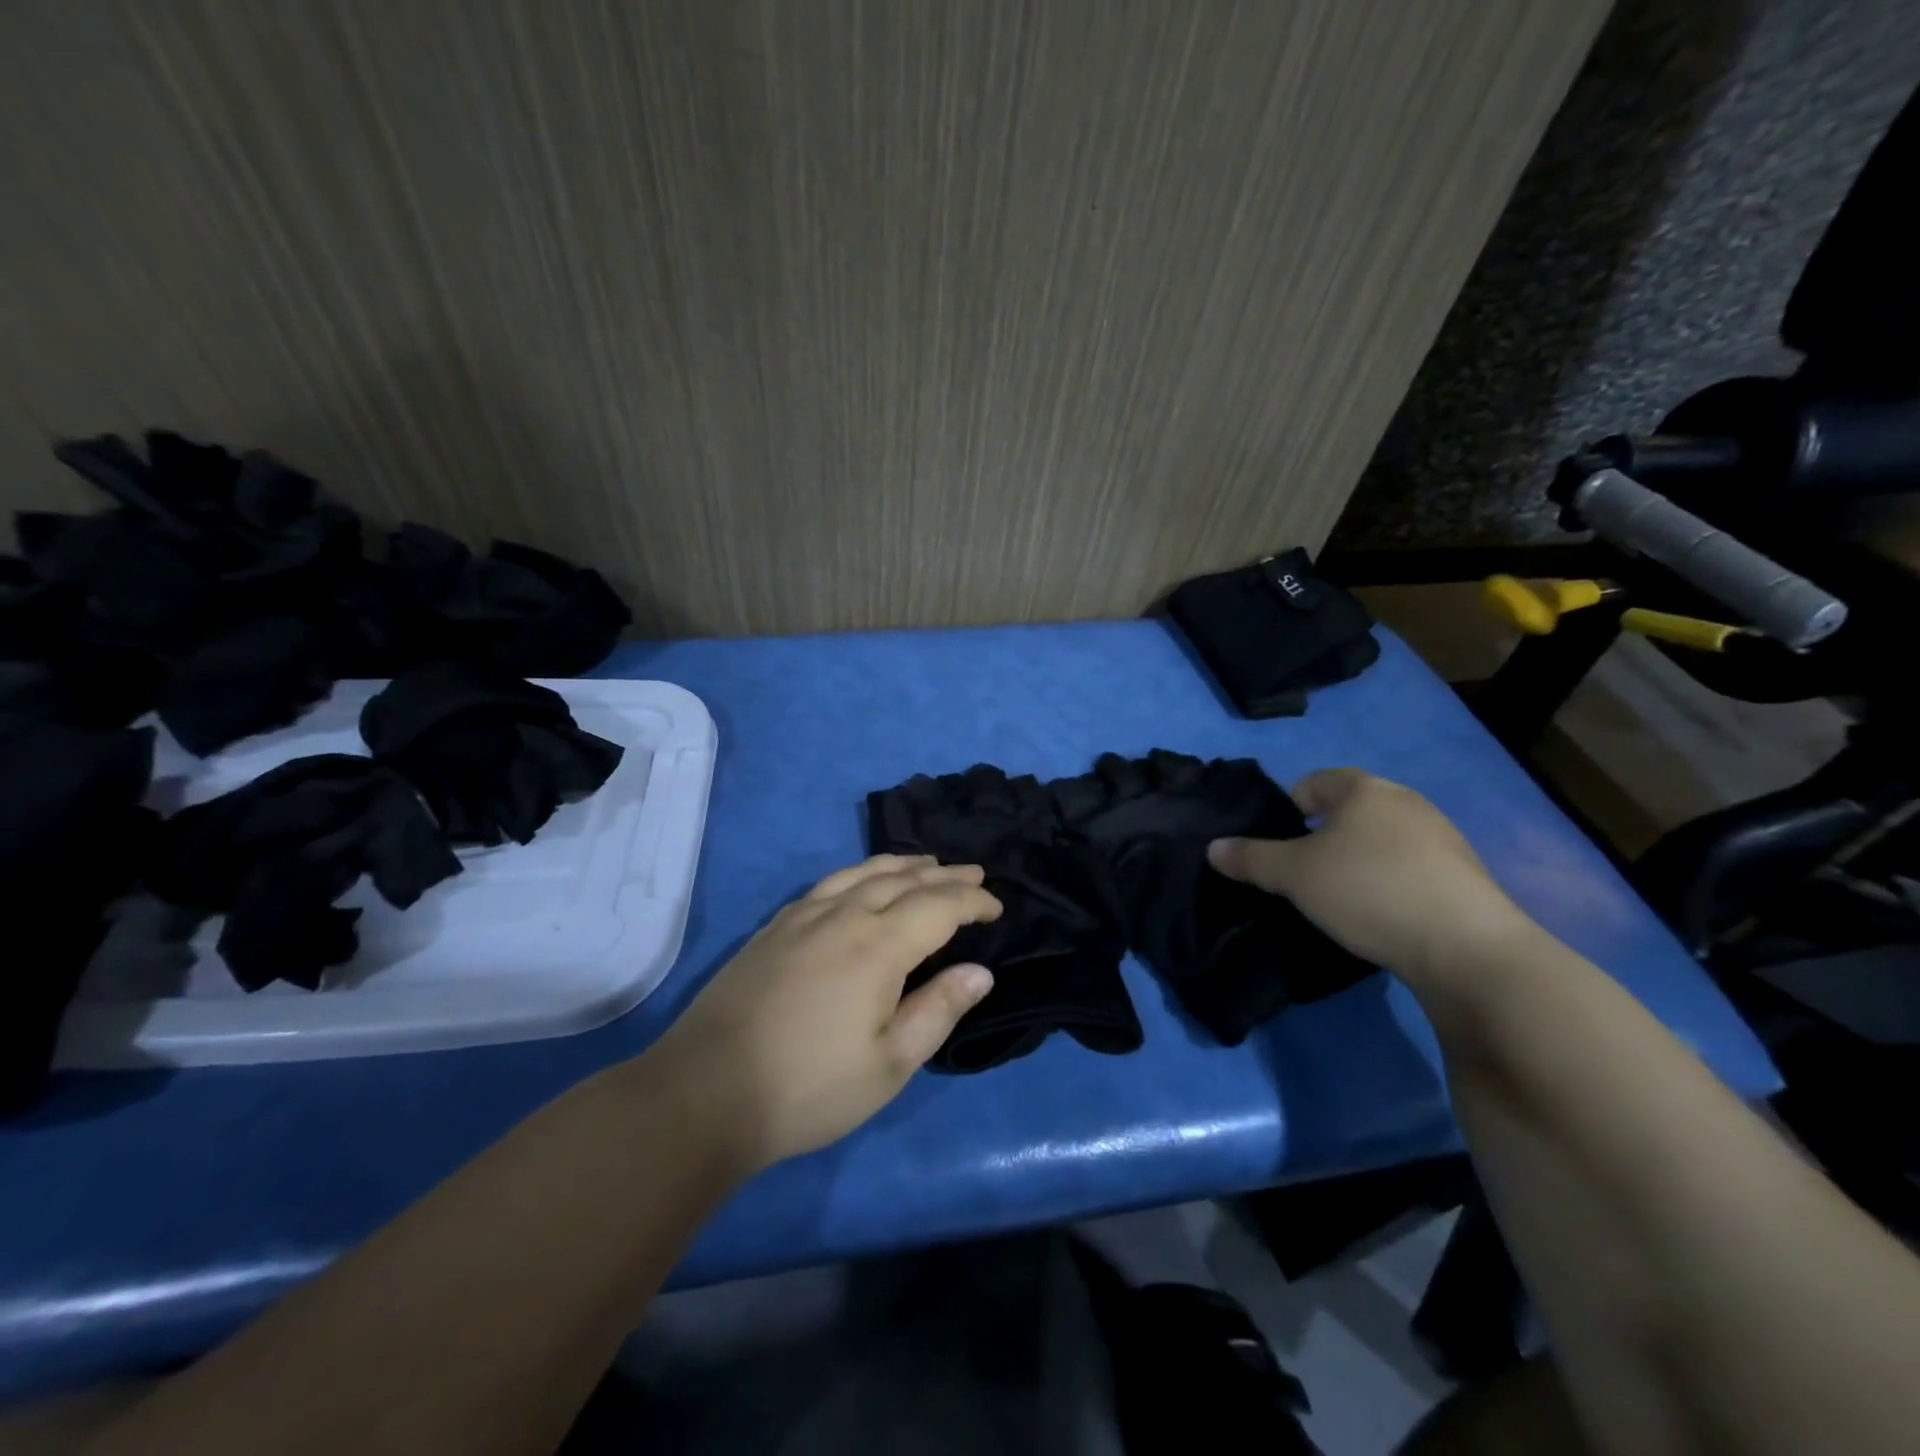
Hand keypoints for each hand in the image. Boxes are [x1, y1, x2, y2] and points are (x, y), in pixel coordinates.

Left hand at [654, 855, 1001, 1169]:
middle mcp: (844, 915)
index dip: (973, 900)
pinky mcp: (774, 927)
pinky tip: (861, 882)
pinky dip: (860, 873)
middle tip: (974, 872)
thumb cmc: (809, 1087)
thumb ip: (938, 1010)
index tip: (997, 906)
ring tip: (926, 864)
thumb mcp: (889, 1064)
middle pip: (904, 879)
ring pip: (863, 872)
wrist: (705, 1092)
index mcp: (879, 945)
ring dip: (902, 864)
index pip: (939, 906)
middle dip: (944, 874)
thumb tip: (980, 972)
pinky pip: (829, 883)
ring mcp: (803, 916)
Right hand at [1207, 769, 1535, 990]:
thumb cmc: (1367, 890)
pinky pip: (1409, 868)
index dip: (1288, 807)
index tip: (1277, 845)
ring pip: (1380, 840)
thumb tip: (1214, 847)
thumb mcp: (1294, 875)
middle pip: (1349, 810)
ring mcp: (1442, 838)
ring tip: (1341, 899)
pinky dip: (1388, 882)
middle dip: (1321, 837)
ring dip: (1356, 861)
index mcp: (1365, 789)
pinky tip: (1381, 915)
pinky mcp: (1465, 876)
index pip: (1314, 782)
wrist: (1467, 948)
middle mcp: (1407, 802)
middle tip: (1302, 875)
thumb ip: (1251, 858)